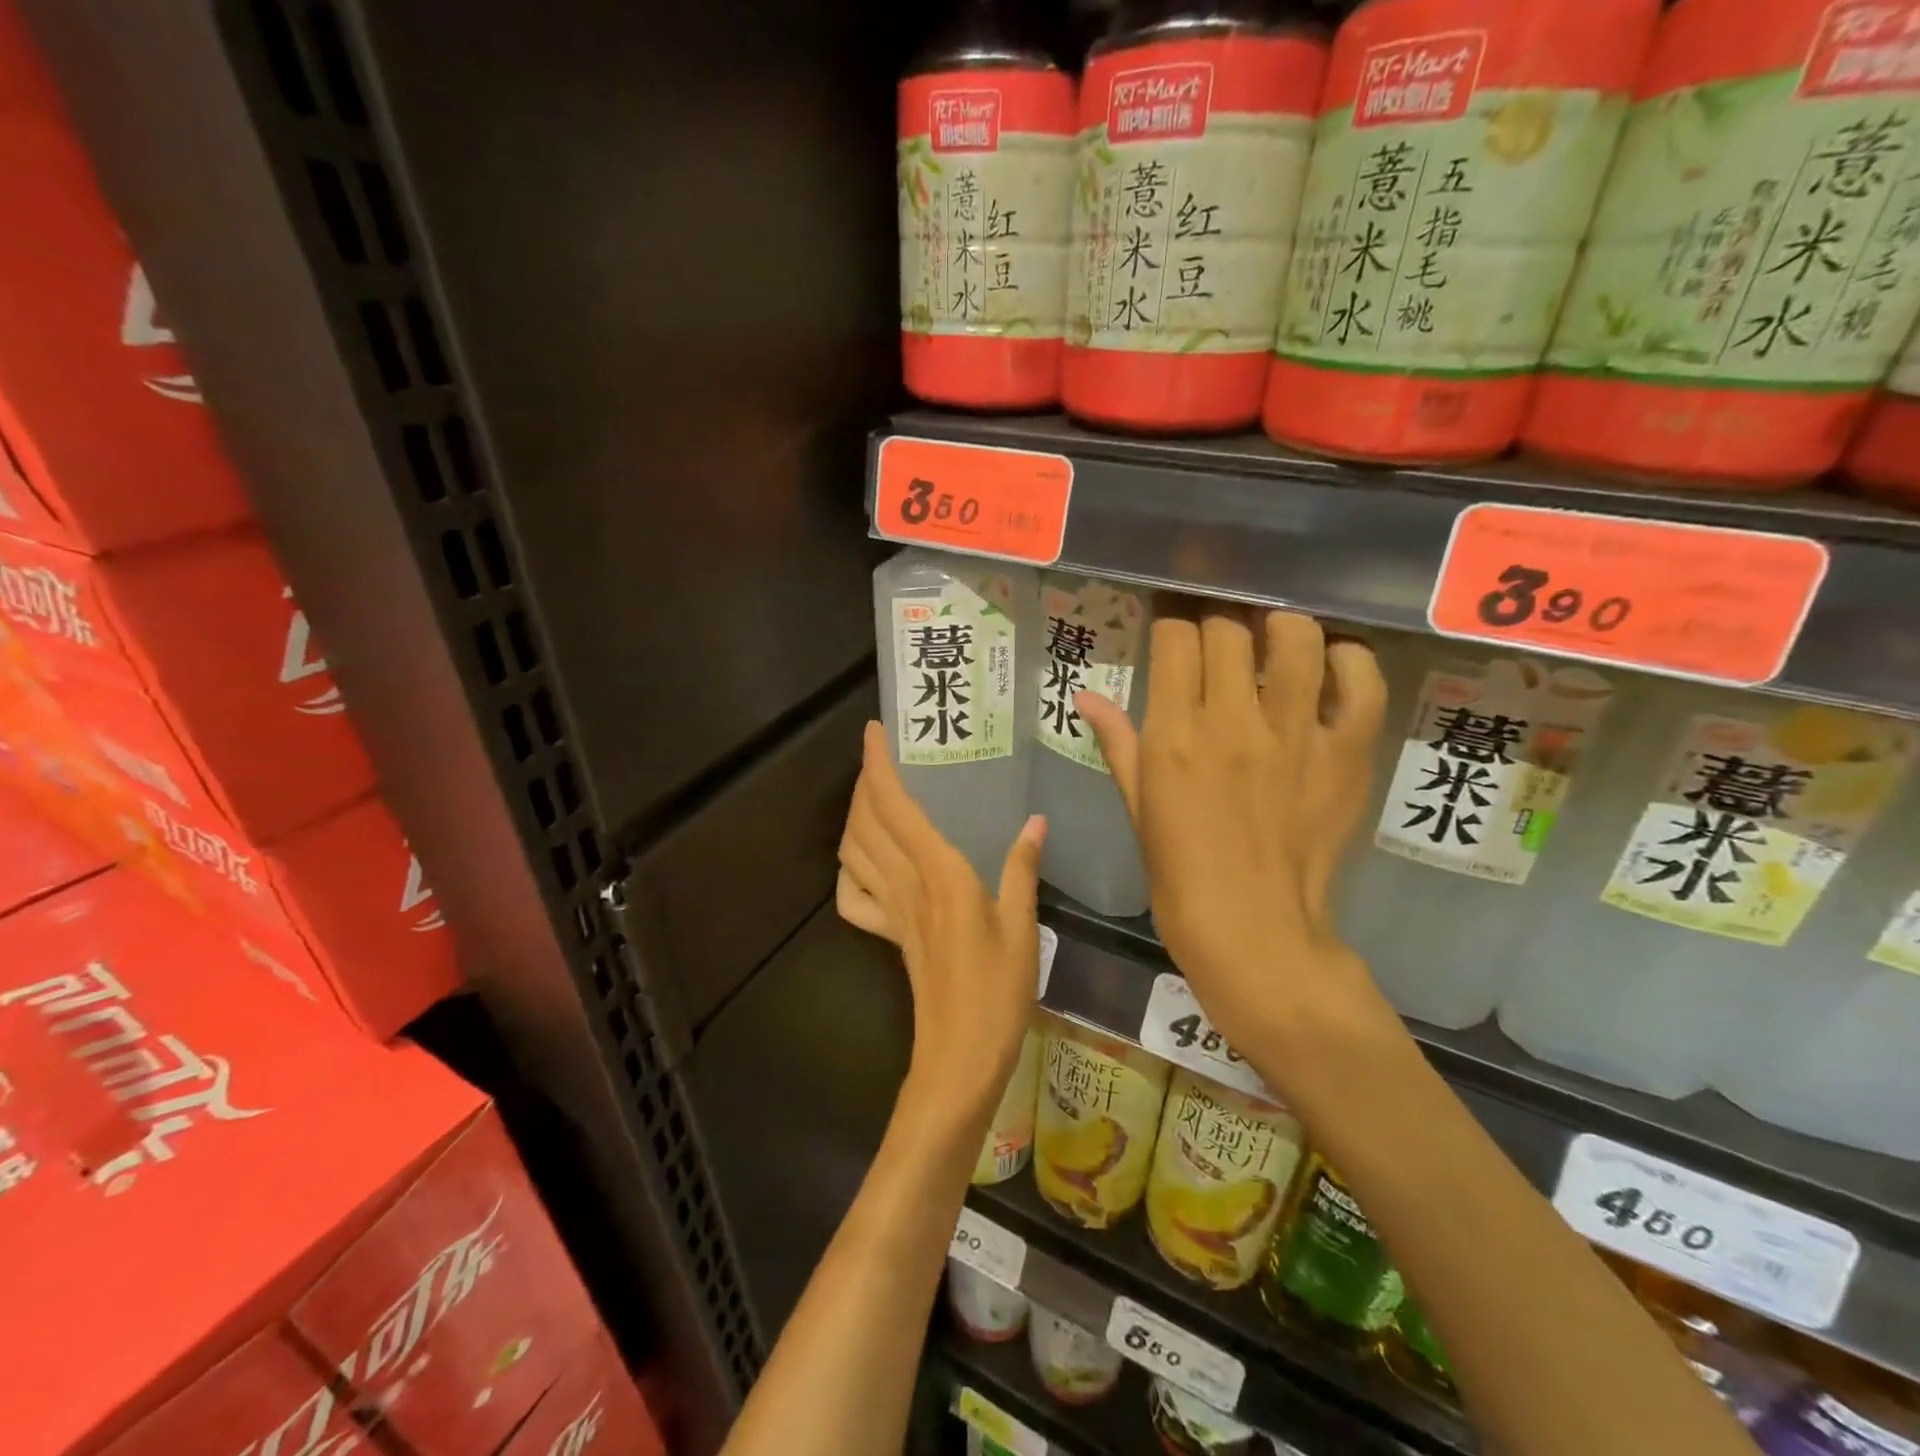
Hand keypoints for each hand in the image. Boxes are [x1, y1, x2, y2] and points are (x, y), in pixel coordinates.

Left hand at [837, 722, 1046, 1110]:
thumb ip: (1022, 869)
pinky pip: (853, 897)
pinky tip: (865, 862)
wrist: (961, 1055)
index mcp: (940, 873)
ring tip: (873, 796)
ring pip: (853, 852)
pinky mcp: (888, 935)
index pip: (896, 807)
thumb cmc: (999, 991)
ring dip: (854, 817)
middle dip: (864, 782)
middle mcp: (906, 884)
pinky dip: (849, 871)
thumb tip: (1035, 820)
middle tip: (879, 756)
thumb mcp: (1023, 926)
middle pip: (866, 822)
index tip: (874, 733)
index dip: (879, 766)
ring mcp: (890, 912)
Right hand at [1077, 606, 1393, 1057]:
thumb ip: (1118, 744)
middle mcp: (1233, 722)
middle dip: (1218, 620)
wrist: (1254, 931)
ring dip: (1281, 624)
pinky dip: (1350, 662)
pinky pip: (1361, 685)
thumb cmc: (1181, 875)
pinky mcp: (1346, 754)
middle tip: (1219, 635)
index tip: (1173, 626)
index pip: (1175, 639)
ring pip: (1295, 638)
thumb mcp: (1138, 807)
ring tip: (1274, 634)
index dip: (1172, 621)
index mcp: (1175, 736)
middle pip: (1229, 629)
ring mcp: (1295, 735)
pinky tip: (1332, 663)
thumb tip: (1086, 696)